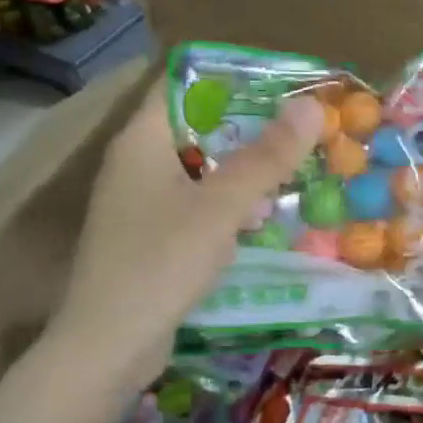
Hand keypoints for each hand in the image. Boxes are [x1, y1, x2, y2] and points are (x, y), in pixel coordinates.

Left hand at [45, 81, 324, 390]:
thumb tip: (313, 106)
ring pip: (203, 169)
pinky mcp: (154, 238)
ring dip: (246, 169)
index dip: (230, 76)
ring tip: (297, 167)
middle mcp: (138, 164)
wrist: (109, 345)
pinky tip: (266, 218)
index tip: (282, 81)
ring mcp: (144, 204)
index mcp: (142, 141)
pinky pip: (200, 206)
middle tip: (303, 126)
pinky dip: (232, 205)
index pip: (182, 84)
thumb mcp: (222, 205)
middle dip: (251, 126)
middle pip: (199, 127)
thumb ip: (267, 156)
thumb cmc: (161, 262)